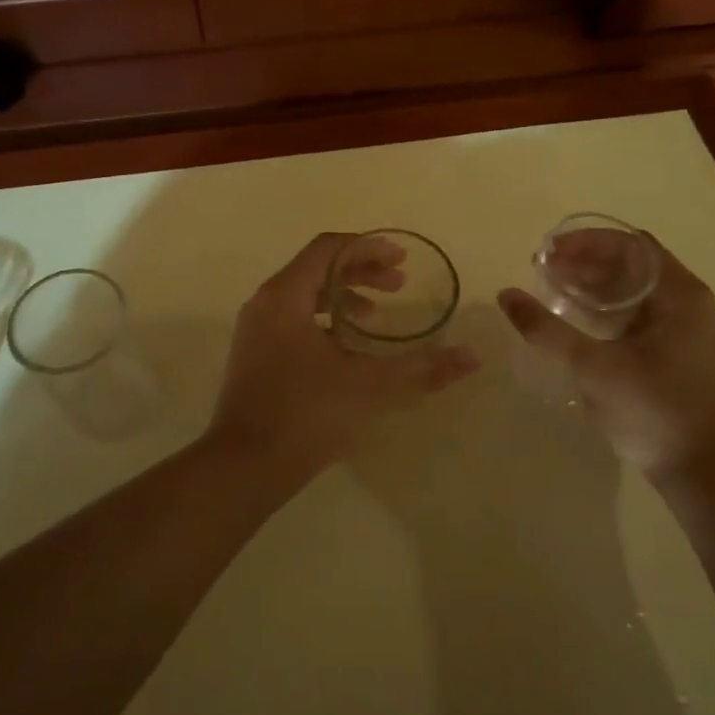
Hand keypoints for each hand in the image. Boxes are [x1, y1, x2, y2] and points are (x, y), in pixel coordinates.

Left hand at [208, 233, 478, 471]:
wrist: (244, 467)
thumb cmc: (304, 414)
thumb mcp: (369, 387)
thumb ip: (421, 369)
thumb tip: (471, 357)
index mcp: (284, 297)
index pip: (328, 250)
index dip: (367, 247)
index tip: (401, 259)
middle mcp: (265, 304)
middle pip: (316, 269)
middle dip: (360, 271)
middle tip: (398, 284)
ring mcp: (255, 331)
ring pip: (303, 296)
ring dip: (342, 297)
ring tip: (376, 316)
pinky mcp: (254, 356)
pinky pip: (293, 320)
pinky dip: (324, 321)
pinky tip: (347, 349)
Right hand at [498, 242, 714, 487]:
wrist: (703, 475)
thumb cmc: (653, 413)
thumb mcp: (593, 369)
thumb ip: (547, 330)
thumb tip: (506, 295)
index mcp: (681, 296)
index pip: (632, 246)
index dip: (587, 242)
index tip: (548, 253)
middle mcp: (689, 303)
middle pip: (633, 265)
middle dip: (586, 262)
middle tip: (542, 271)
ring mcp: (686, 329)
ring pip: (634, 290)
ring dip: (594, 285)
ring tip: (552, 289)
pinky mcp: (677, 352)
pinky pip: (638, 314)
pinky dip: (606, 308)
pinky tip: (577, 320)